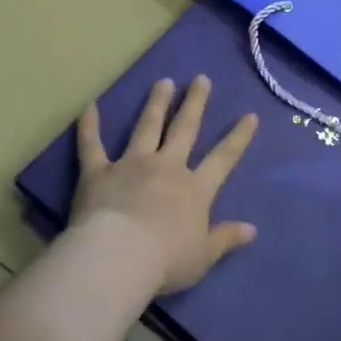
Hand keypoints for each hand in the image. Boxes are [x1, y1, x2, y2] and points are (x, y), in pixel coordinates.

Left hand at [71, 76, 260, 293]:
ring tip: (163, 82)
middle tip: (200, 79)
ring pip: (147, 127)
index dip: (238, 137)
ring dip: (156, 103)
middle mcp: (167, 167)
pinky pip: (92, 144)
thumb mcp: (203, 256)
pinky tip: (89, 106)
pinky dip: (89, 125)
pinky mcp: (99, 171)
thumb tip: (252, 230)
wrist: (119, 256)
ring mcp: (132, 164)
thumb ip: (225, 239)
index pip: (223, 158)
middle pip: (184, 129)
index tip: (250, 116)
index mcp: (195, 189)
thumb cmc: (166, 261)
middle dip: (195, 103)